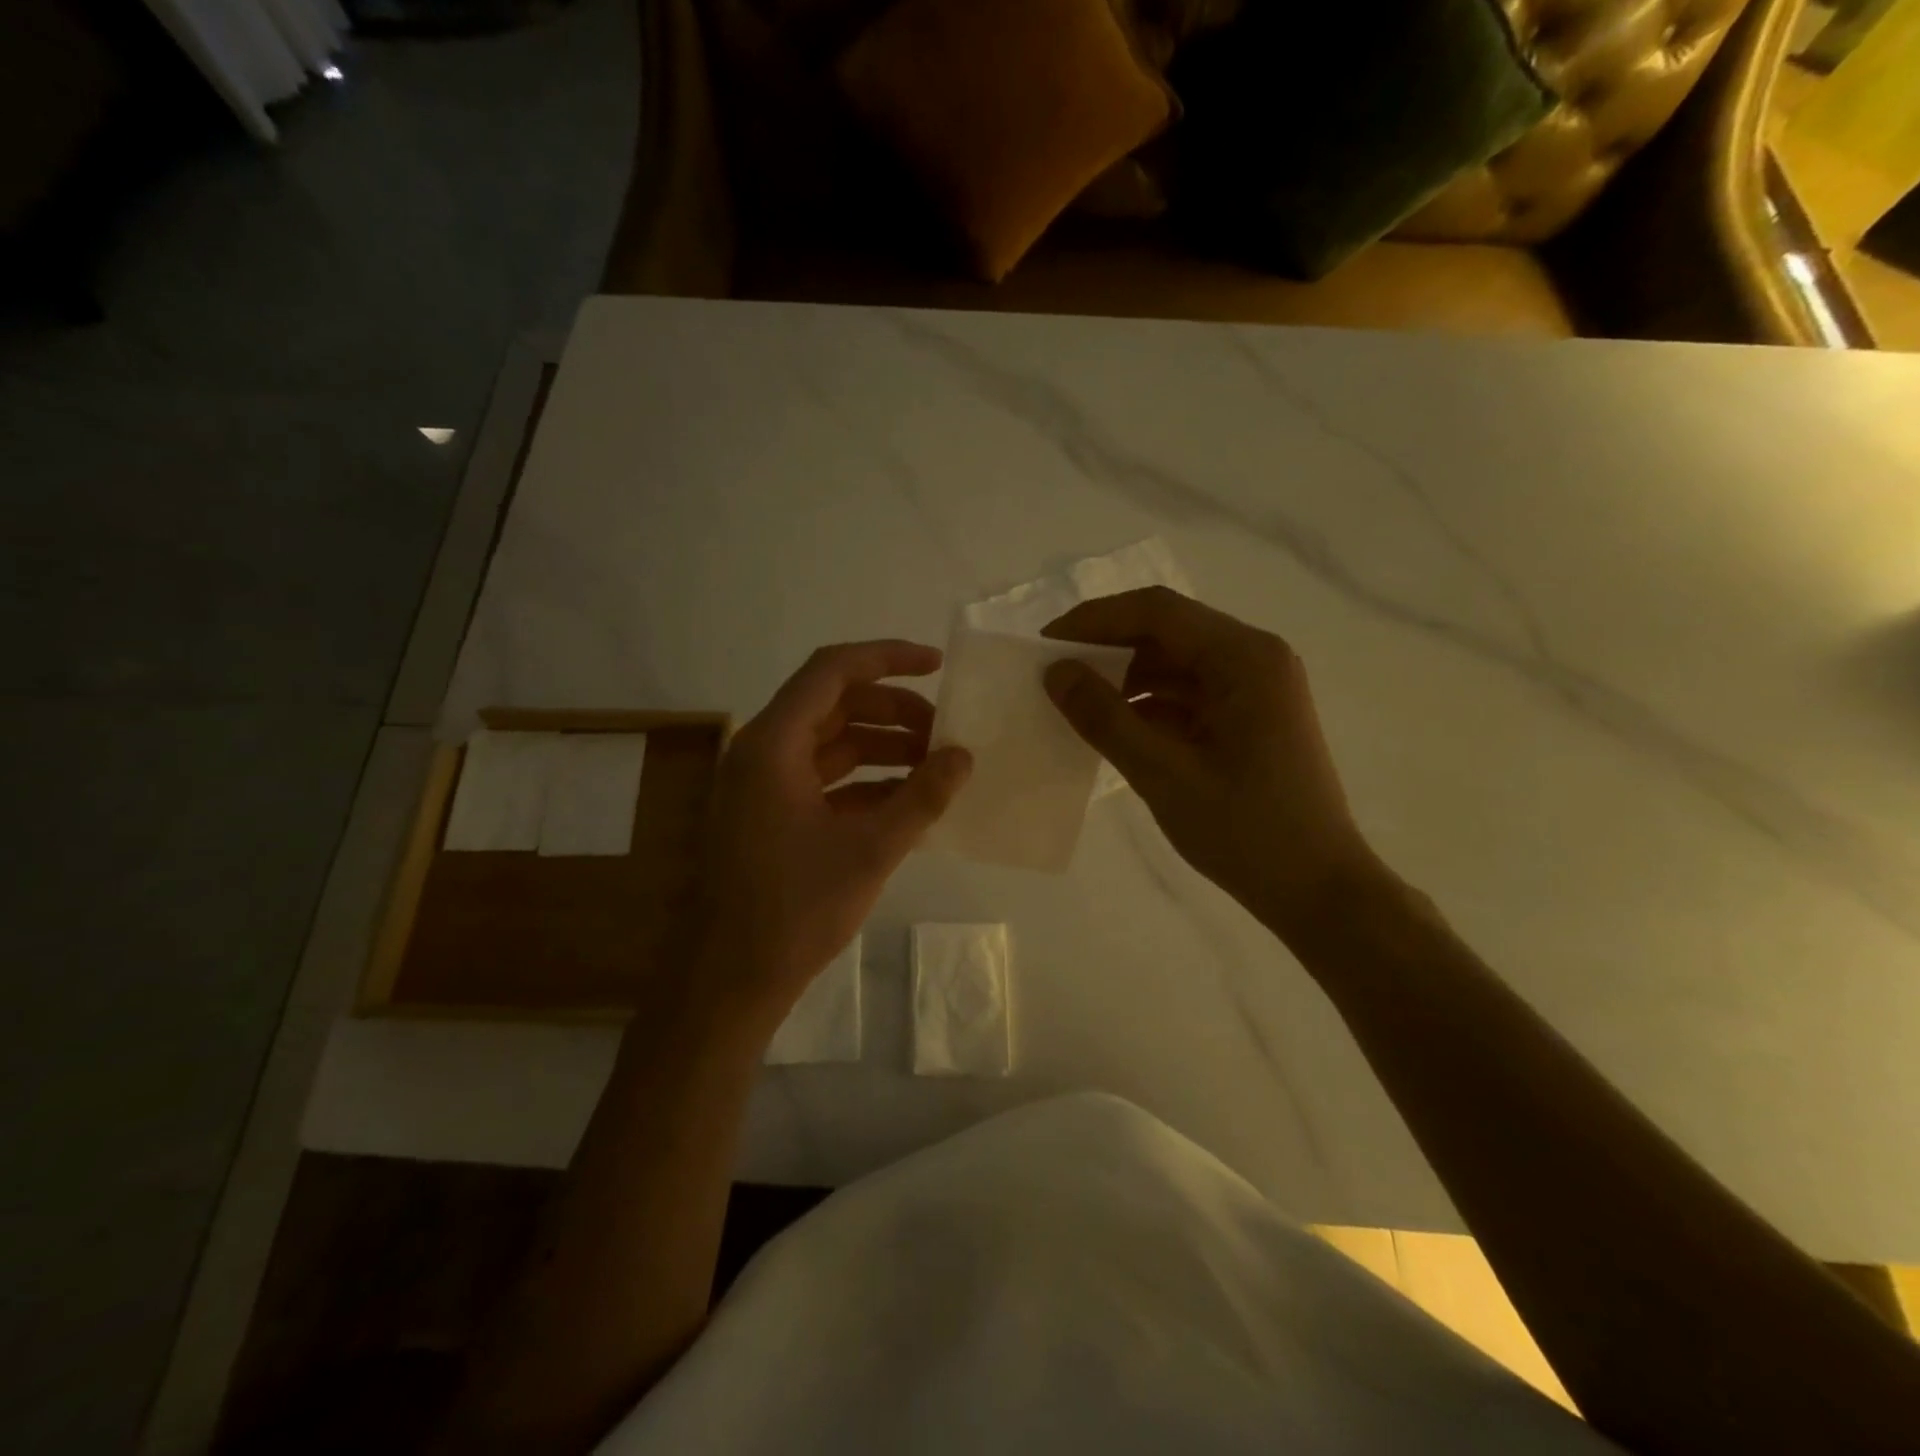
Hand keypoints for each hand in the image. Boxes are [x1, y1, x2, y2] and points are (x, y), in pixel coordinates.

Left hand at [697, 641, 971, 1020]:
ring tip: (934, 766)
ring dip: (882, 747)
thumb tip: (964, 756)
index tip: (937, 666)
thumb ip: (922, 797)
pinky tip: (907, 801)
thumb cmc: (795, 910)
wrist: (729, 981)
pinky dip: (864, 782)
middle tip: (944, 732)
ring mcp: (762, 786)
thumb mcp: (871, 850)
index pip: (832, 671)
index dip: (887, 658)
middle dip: (893, 711)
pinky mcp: (769, 817)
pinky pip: (823, 780)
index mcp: (773, 744)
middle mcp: (761, 752)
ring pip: (830, 744)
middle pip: (833, 705)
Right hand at [1042, 587, 1383, 940]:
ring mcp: (1256, 688)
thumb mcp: (1163, 774)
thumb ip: (1104, 718)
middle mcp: (1255, 658)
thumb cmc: (1245, 831)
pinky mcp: (1251, 717)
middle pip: (1168, 632)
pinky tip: (1114, 727)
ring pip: (1176, 663)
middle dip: (1107, 648)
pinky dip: (1149, 705)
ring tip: (1076, 702)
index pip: (1156, 612)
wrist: (1317, 890)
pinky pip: (1189, 694)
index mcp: (1244, 658)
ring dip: (1126, 678)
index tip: (1044, 644)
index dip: (1094, 620)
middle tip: (1054, 673)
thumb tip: (1055, 672)